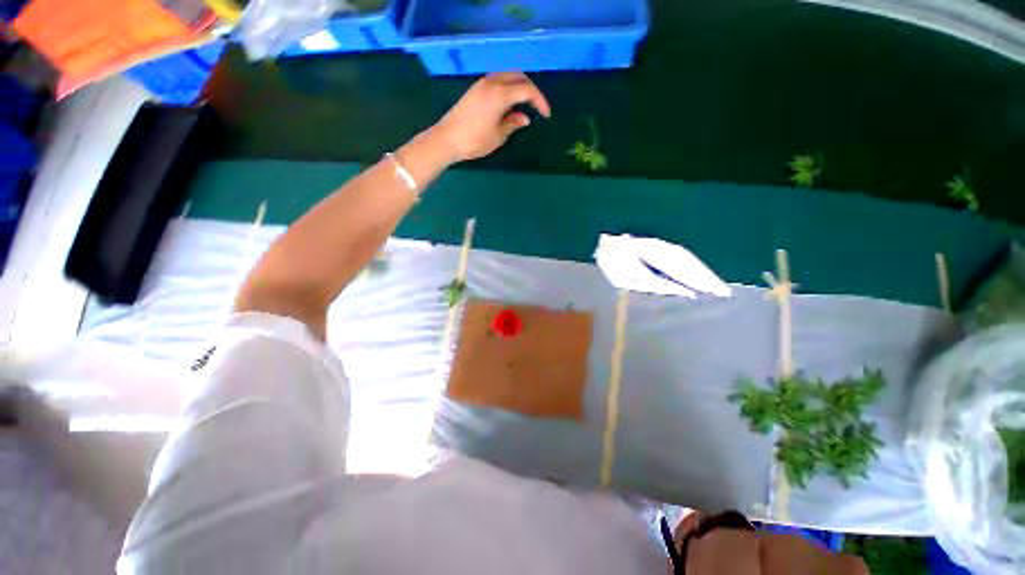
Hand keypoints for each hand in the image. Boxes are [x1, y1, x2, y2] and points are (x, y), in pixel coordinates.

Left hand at [429, 72, 551, 162]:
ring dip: (520, 86)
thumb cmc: (474, 141)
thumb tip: (525, 118)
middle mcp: (492, 82)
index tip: (546, 115)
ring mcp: (482, 83)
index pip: (527, 90)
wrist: (447, 139)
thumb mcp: (498, 135)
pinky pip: (498, 80)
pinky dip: (509, 87)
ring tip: (525, 104)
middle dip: (532, 90)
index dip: (540, 101)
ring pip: (508, 76)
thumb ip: (513, 123)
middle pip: (518, 77)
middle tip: (537, 107)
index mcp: (500, 94)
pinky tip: (510, 102)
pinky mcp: (475, 88)